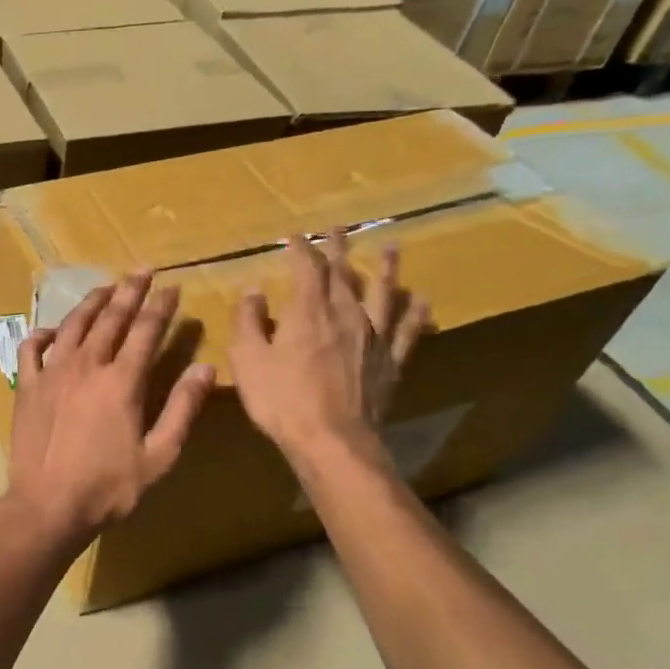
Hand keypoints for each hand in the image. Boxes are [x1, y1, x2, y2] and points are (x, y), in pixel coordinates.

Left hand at [6, 273, 216, 541]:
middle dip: (129, 291)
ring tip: (106, 286)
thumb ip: (183, 409)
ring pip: (73, 324)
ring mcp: (53, 373)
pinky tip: (53, 330)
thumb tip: (206, 368)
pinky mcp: (28, 387)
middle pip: (111, 318)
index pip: (146, 330)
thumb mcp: (159, 455)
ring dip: (92, 302)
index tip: (172, 287)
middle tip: (141, 271)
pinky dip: (43, 333)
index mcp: (122, 380)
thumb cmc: (108, 487)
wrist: (48, 505)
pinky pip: (32, 348)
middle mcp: (87, 365)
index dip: (161, 306)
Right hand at [227, 231, 430, 466]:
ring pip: (384, 293)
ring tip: (389, 249)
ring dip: (386, 269)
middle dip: (338, 248)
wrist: (332, 440)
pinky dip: (416, 313)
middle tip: (338, 228)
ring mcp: (374, 337)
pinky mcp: (391, 362)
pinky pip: (408, 331)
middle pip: (344, 273)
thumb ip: (248, 320)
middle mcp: (345, 314)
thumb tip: (254, 291)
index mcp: (308, 310)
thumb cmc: (281, 399)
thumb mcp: (247, 359)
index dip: (300, 249)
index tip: (293, 238)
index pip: (306, 268)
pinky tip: (422, 300)